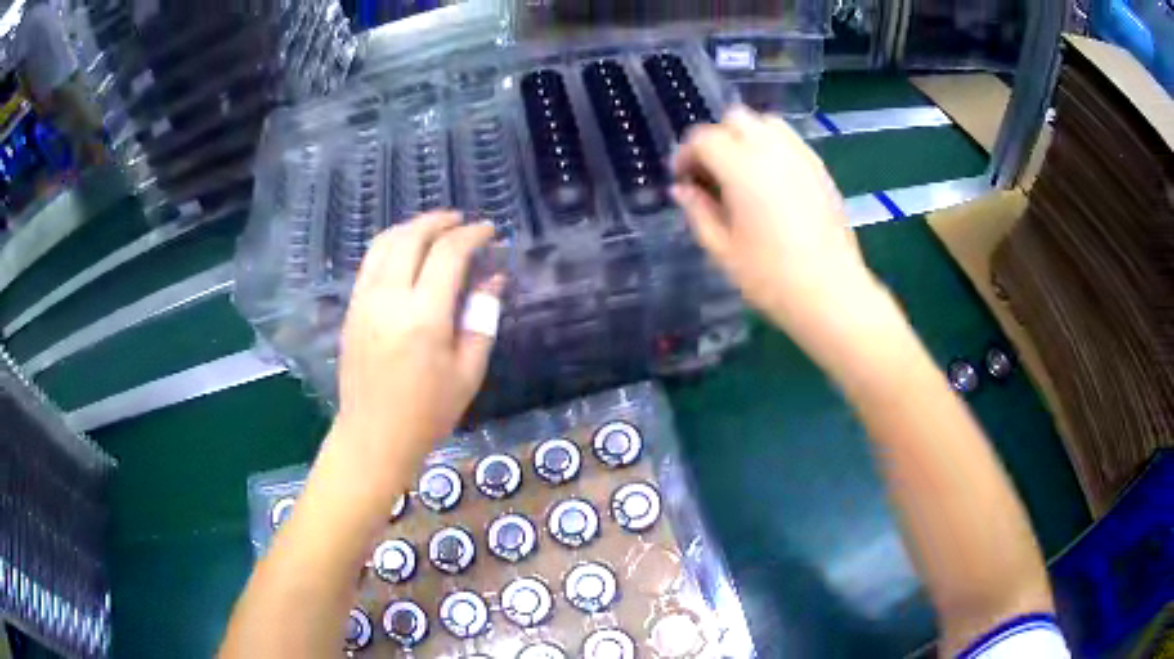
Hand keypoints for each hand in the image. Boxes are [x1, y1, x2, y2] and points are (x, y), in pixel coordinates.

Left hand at [333, 212, 499, 468]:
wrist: (374, 435)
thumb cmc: (428, 411)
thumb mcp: (468, 371)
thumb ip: (482, 319)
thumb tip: (493, 279)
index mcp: (424, 316)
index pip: (449, 254)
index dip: (472, 235)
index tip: (489, 231)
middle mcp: (390, 298)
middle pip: (412, 237)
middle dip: (440, 221)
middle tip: (462, 221)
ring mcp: (364, 301)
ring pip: (385, 243)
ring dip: (412, 227)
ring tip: (434, 228)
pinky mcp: (351, 308)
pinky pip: (370, 262)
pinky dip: (391, 245)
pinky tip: (406, 253)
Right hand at [671, 107, 890, 354]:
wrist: (831, 294)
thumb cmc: (771, 278)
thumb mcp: (722, 250)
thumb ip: (698, 211)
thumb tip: (682, 189)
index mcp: (742, 168)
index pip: (704, 138)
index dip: (685, 155)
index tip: (683, 180)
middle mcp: (772, 150)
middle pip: (735, 119)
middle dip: (716, 138)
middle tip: (711, 173)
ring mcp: (801, 156)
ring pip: (766, 123)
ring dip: (746, 137)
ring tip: (742, 172)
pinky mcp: (820, 170)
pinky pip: (790, 141)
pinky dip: (772, 147)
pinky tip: (770, 182)